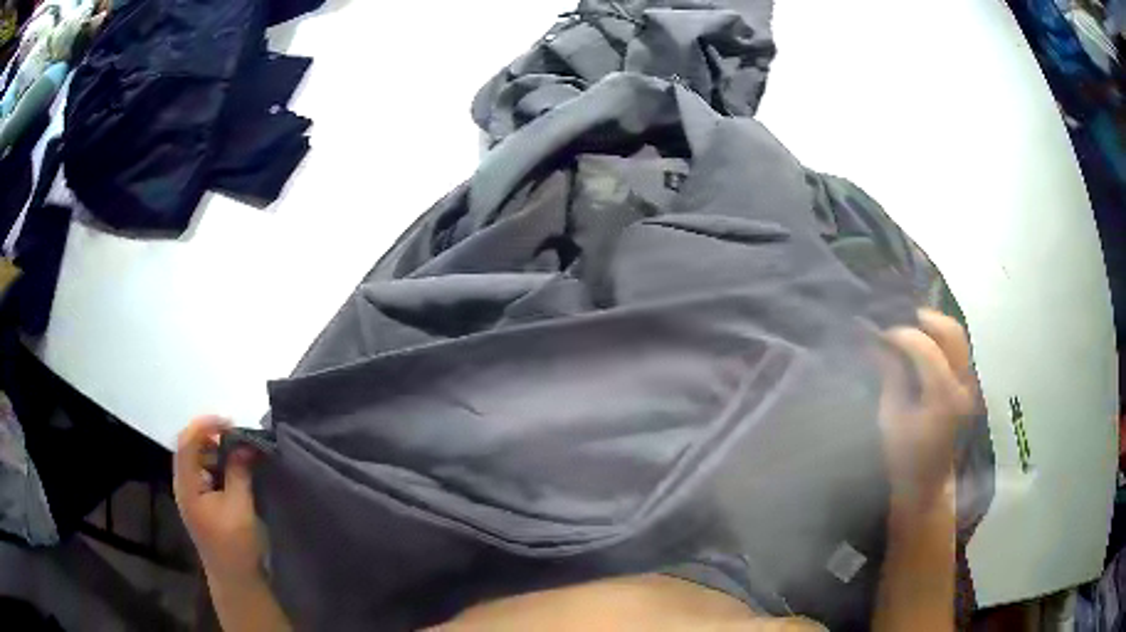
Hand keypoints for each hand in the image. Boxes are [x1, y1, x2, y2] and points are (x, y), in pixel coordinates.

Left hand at [173, 416, 263, 581]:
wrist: (235, 580)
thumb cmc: (236, 546)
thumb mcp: (241, 507)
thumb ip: (239, 472)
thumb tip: (244, 444)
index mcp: (187, 486)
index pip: (186, 442)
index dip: (205, 425)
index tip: (230, 423)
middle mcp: (184, 485)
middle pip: (189, 447)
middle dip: (212, 435)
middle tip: (237, 435)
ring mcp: (191, 494)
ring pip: (196, 458)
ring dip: (216, 449)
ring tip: (239, 450)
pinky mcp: (200, 501)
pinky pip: (204, 471)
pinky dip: (217, 463)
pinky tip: (234, 468)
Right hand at [877, 310, 976, 517]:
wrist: (927, 486)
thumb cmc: (904, 459)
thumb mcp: (890, 419)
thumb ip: (889, 376)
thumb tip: (876, 343)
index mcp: (943, 397)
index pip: (925, 348)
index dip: (901, 334)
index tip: (880, 334)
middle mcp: (964, 385)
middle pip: (951, 333)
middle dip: (924, 319)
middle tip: (899, 320)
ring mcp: (971, 385)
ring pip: (959, 337)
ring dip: (934, 327)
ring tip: (911, 328)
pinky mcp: (970, 387)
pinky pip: (960, 349)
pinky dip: (942, 339)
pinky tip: (925, 344)